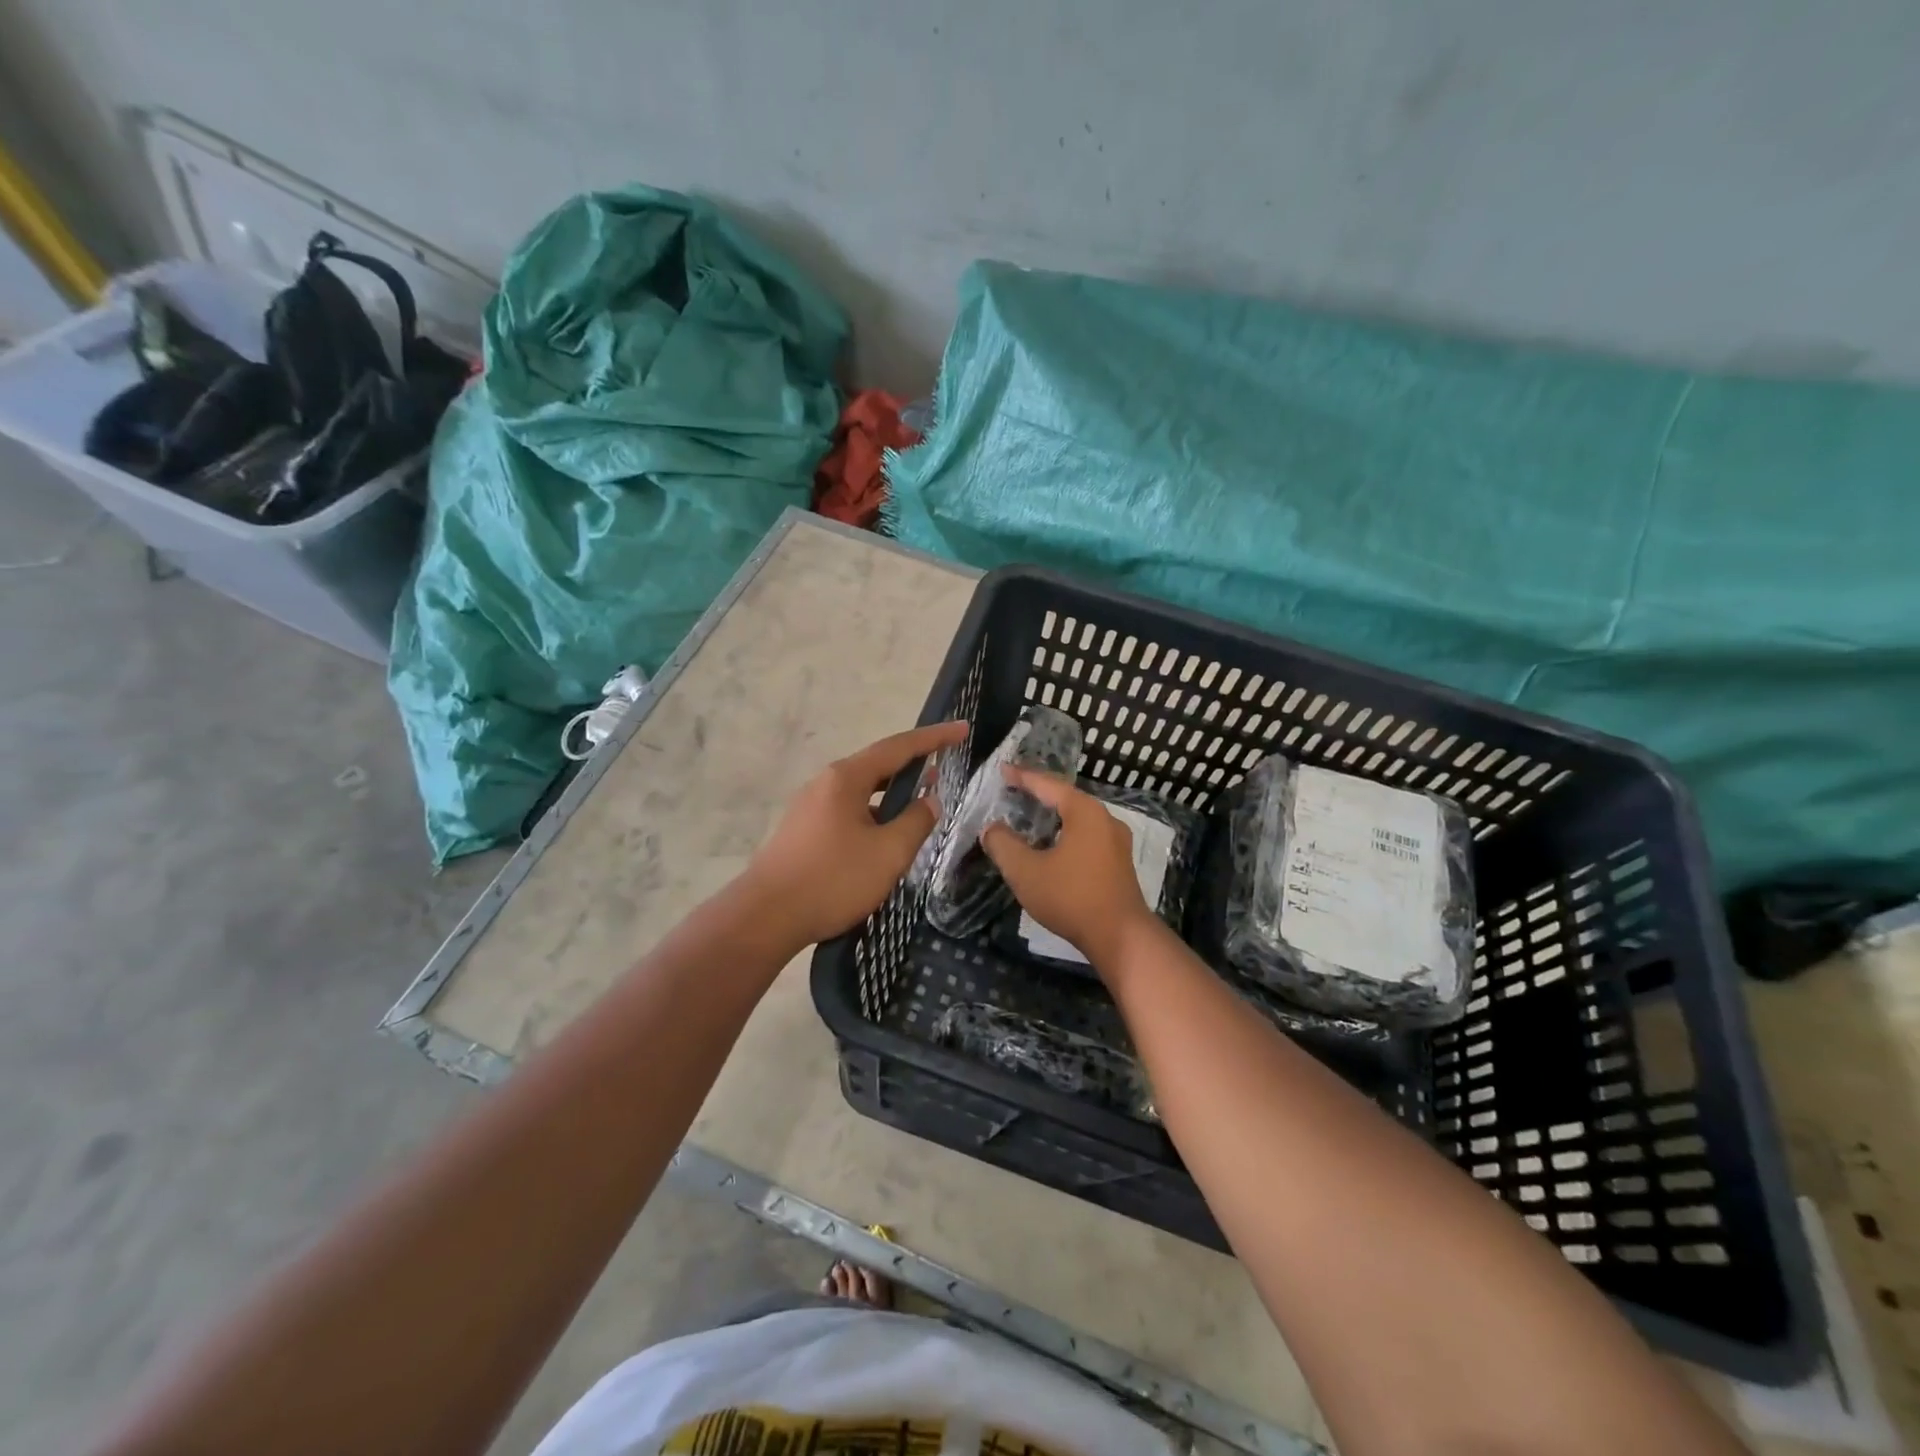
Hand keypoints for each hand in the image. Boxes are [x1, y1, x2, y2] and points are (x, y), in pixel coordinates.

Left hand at [745, 721, 967, 946]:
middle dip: (913, 763)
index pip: (898, 747)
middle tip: (945, 764)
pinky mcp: (802, 830)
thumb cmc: (832, 880)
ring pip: (861, 790)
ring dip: (892, 792)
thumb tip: (930, 801)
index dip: (934, 738)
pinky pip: (848, 810)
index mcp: (846, 778)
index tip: (962, 729)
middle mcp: (826, 783)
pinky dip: (873, 812)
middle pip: (877, 764)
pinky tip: (884, 836)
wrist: (765, 917)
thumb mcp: (888, 853)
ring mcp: (810, 806)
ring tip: (920, 802)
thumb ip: (915, 822)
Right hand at [982, 768, 1159, 968]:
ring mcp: (1116, 841)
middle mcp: (1105, 819)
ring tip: (1030, 817)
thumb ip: (1003, 845)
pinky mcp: (1119, 862)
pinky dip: (1066, 833)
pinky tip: (1053, 846)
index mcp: (1084, 812)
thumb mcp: (1025, 871)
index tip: (1002, 769)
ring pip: (1078, 819)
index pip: (1048, 784)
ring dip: (1054, 816)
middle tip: (1014, 791)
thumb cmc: (1071, 897)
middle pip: (1066, 798)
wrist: (1119, 937)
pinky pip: (1087, 836)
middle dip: (1039, 794)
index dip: (1023, 777)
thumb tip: (991, 828)